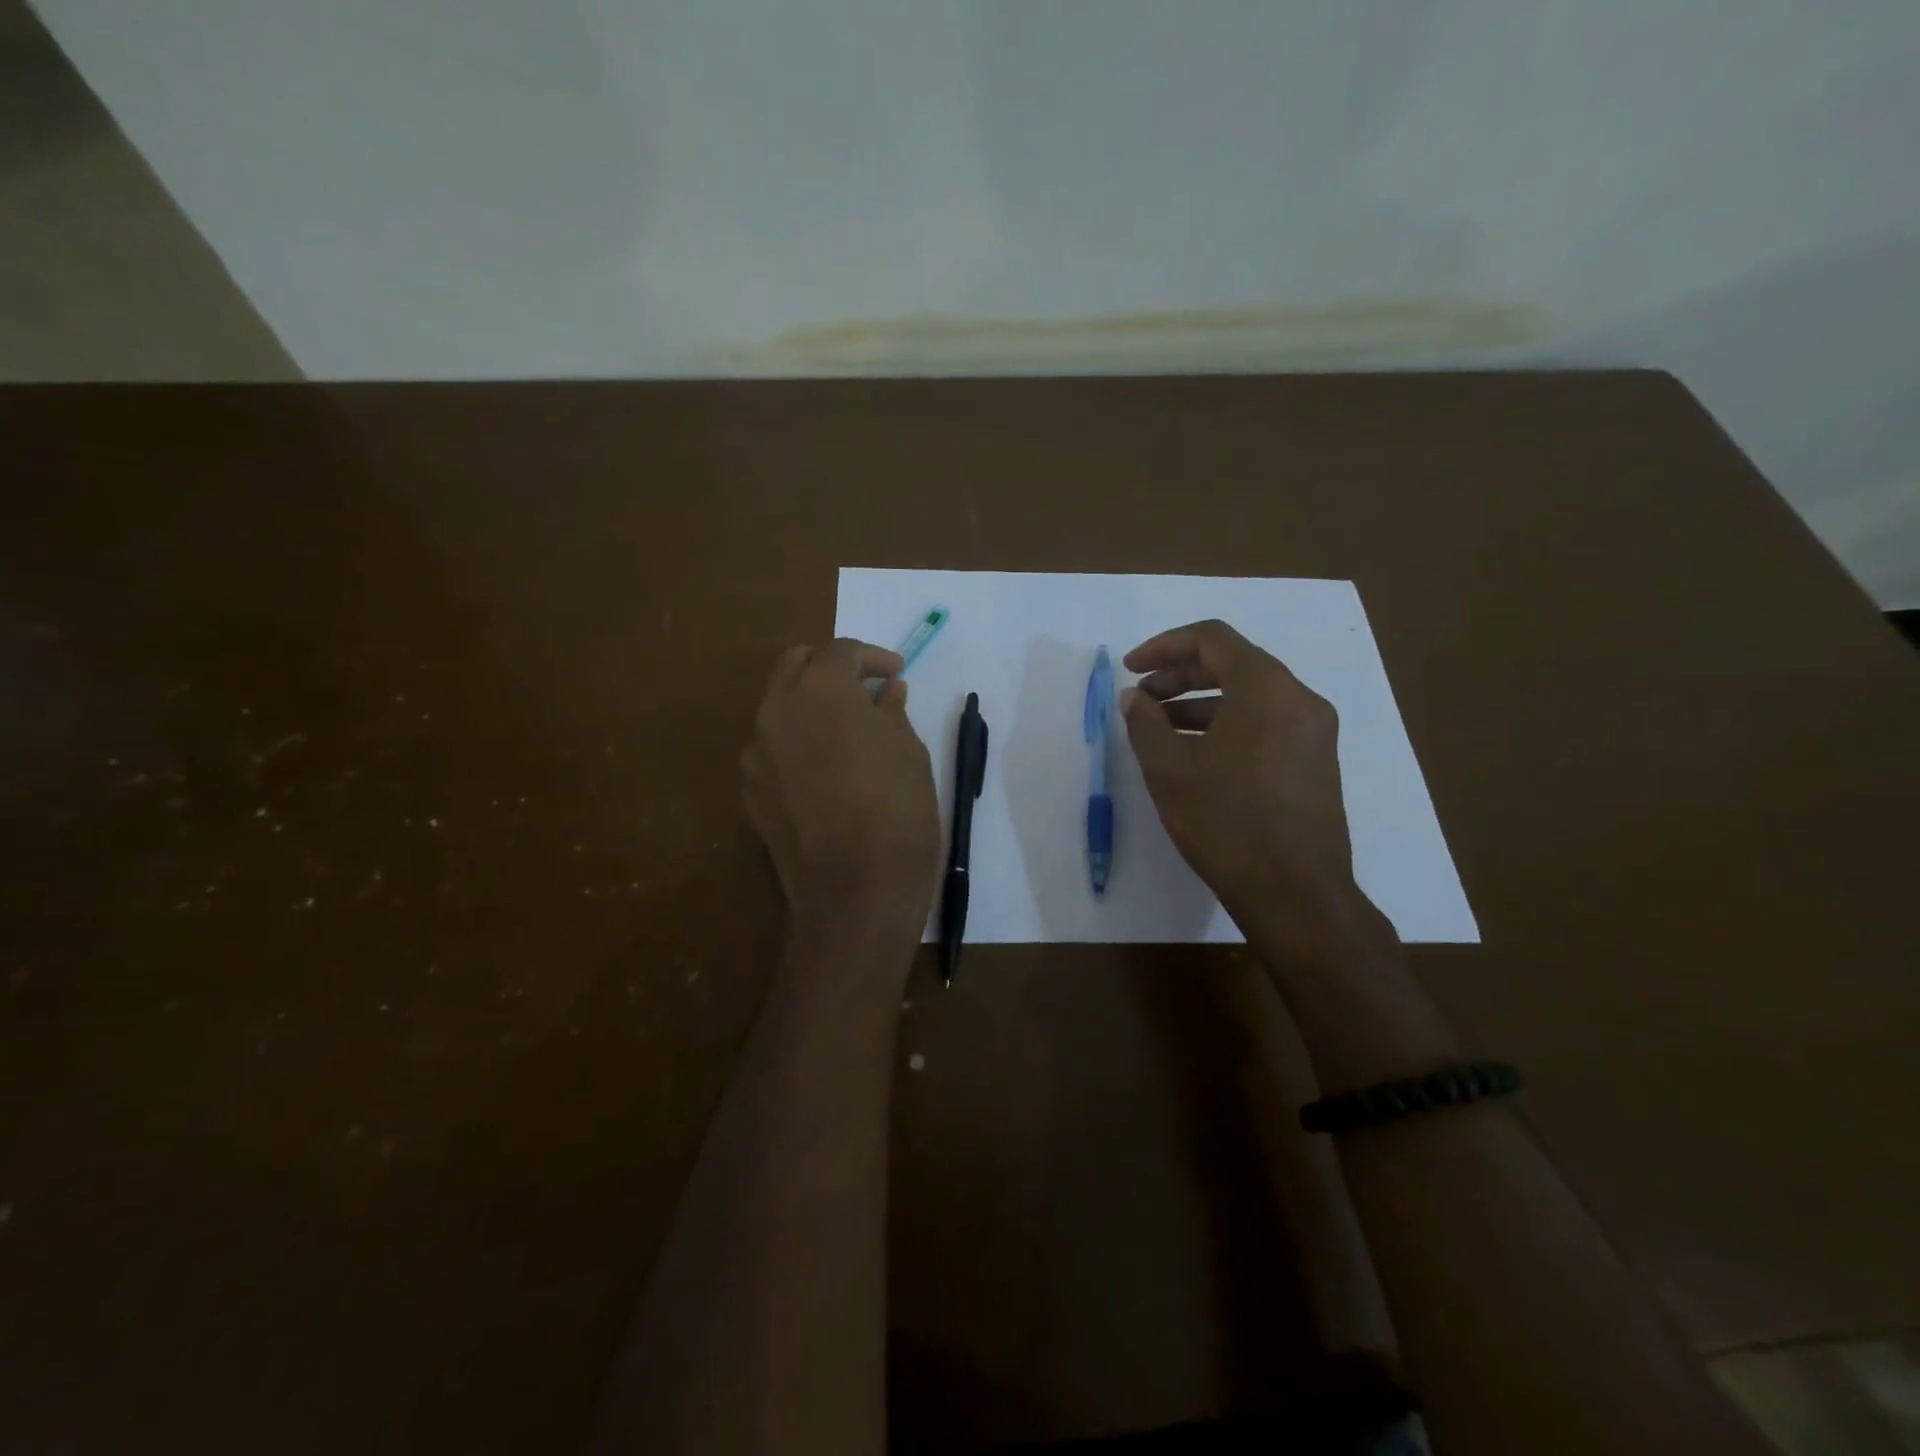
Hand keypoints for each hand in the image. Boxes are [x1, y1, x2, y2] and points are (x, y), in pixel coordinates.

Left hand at [741, 639, 940, 943]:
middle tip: (863, 688)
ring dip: (809, 703)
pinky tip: (823, 770)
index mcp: (821, 690)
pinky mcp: (749, 789)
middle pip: (796, 664)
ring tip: (844, 730)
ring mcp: (756, 751)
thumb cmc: (897, 812)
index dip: (873, 657)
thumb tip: (887, 693)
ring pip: (778, 705)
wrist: (854, 891)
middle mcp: (777, 709)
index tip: (896, 674)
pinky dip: (795, 742)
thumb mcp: (910, 753)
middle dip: (830, 667)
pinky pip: (771, 748)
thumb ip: (891, 712)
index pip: (841, 651)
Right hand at [1123, 620, 1374, 956]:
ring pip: (1250, 696)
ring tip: (1159, 730)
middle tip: (1141, 699)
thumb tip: (1135, 697)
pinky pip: (1265, 723)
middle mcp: (1298, 699)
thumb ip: (1145, 723)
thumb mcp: (1170, 771)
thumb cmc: (1226, 823)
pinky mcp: (1315, 761)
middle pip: (1233, 664)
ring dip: (1201, 703)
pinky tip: (1195, 755)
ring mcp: (1313, 731)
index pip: (1211, 639)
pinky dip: (1226, 725)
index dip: (1164, 646)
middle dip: (1180, 675)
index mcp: (1266, 688)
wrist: (1296, 893)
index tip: (1130, 669)